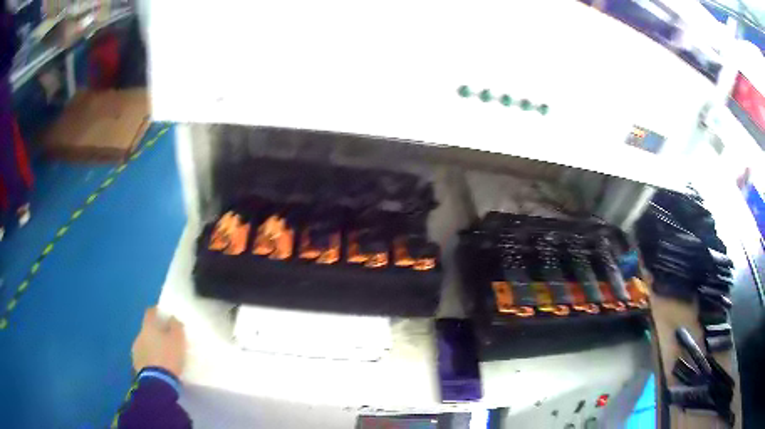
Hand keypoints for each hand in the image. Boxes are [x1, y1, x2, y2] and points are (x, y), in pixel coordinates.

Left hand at [131, 307, 186, 376]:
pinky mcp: (136, 364)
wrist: (157, 382)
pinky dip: (150, 359)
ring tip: (163, 356)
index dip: (158, 312)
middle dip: (156, 333)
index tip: (166, 316)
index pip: (151, 312)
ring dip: (152, 347)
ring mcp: (136, 350)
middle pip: (147, 329)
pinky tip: (158, 366)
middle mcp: (139, 335)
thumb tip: (172, 318)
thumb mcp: (178, 340)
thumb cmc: (168, 357)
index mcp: (148, 326)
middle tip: (167, 340)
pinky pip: (144, 357)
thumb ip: (175, 326)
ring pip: (145, 344)